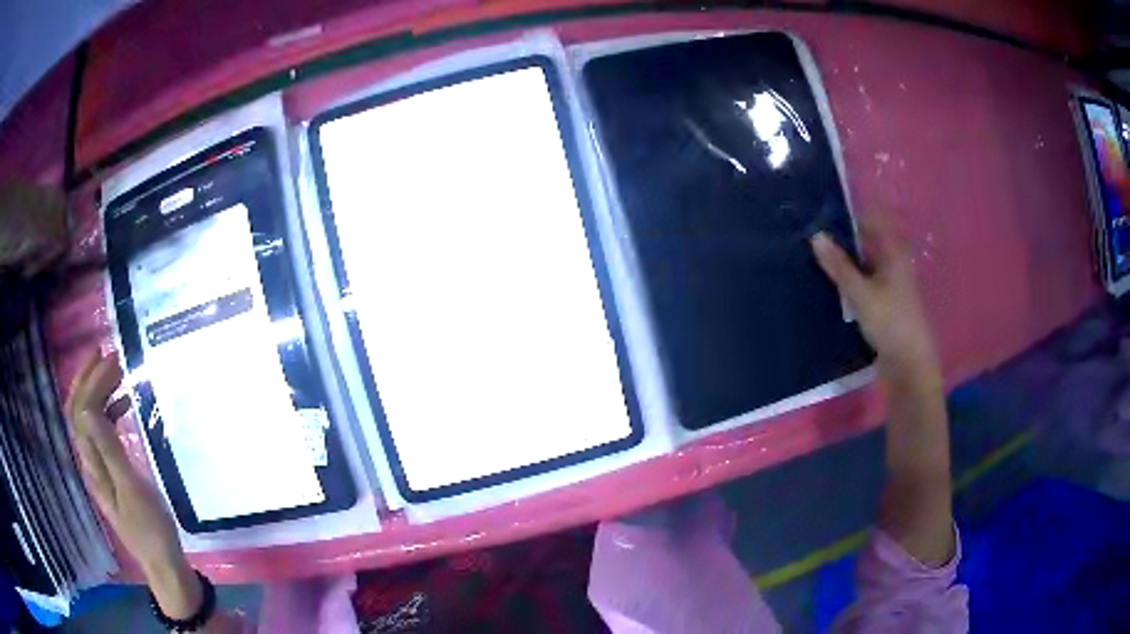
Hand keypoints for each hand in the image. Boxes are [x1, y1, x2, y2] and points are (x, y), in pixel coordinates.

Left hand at [66, 351, 200, 617]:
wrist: (163, 564)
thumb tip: (89, 409)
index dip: (90, 382)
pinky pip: (101, 432)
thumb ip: (110, 450)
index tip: (110, 360)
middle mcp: (90, 462)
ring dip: (98, 392)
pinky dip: (108, 411)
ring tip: (117, 373)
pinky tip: (122, 405)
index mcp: (93, 465)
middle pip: (78, 412)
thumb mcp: (133, 490)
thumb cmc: (151, 529)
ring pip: (88, 420)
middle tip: (109, 355)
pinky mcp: (111, 473)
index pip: (81, 412)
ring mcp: (100, 468)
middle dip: (88, 379)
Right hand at [810, 213, 940, 388]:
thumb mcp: (861, 293)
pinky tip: (831, 286)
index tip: (825, 214)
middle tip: (814, 237)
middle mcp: (894, 263)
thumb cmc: (890, 322)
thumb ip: (839, 266)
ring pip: (864, 264)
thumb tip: (816, 236)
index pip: (873, 220)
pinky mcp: (885, 304)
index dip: (851, 215)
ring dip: (845, 262)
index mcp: (894, 253)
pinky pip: (864, 283)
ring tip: (816, 259)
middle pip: (867, 243)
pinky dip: (850, 281)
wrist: (909, 364)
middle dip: (844, 239)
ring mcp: (890, 284)